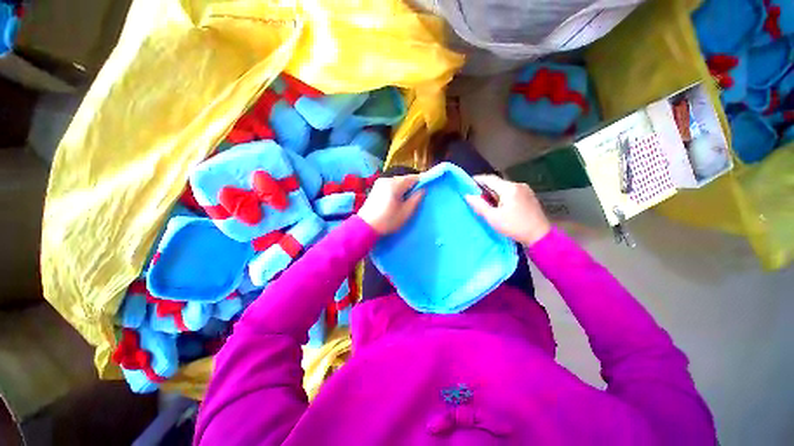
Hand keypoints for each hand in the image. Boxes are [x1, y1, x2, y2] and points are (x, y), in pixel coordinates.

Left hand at [358, 175, 424, 234]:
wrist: (366, 227)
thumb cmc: (388, 220)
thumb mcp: (406, 212)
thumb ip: (416, 198)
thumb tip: (423, 189)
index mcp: (395, 184)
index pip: (413, 177)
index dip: (422, 182)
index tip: (427, 189)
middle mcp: (386, 179)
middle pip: (404, 179)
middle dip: (412, 186)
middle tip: (416, 198)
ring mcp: (379, 183)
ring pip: (397, 182)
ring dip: (404, 188)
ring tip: (406, 200)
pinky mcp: (376, 188)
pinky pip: (390, 185)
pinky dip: (396, 190)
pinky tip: (397, 200)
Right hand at [465, 175, 550, 245]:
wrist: (539, 236)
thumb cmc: (514, 226)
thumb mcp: (493, 217)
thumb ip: (479, 205)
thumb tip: (468, 195)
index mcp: (509, 188)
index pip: (489, 179)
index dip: (477, 180)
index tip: (467, 184)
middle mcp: (518, 185)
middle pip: (497, 183)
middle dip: (485, 189)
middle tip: (476, 198)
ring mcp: (525, 190)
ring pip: (504, 188)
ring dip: (494, 194)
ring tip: (487, 204)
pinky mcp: (529, 196)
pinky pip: (511, 192)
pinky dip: (503, 196)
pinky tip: (500, 206)